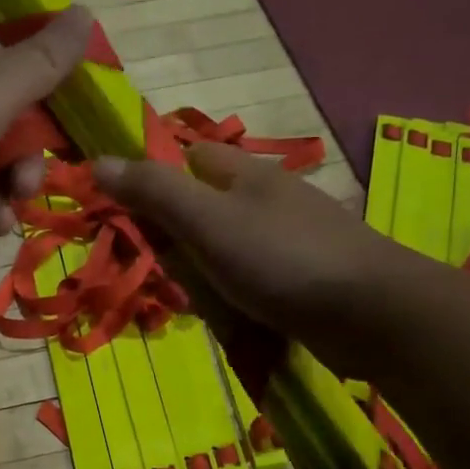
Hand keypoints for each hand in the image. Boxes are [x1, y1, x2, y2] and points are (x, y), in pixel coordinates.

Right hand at [93, 141, 442, 376]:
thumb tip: (98, 162)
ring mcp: (294, 236)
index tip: (126, 210)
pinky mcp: (309, 273)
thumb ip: (154, 192)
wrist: (372, 312)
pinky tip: (229, 308)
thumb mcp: (205, 221)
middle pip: (208, 201)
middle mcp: (271, 197)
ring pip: (231, 240)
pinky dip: (235, 285)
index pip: (190, 156)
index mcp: (246, 174)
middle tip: (152, 264)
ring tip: (186, 295)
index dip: (156, 174)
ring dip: (204, 263)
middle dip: (176, 229)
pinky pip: (256, 271)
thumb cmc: (280, 257)